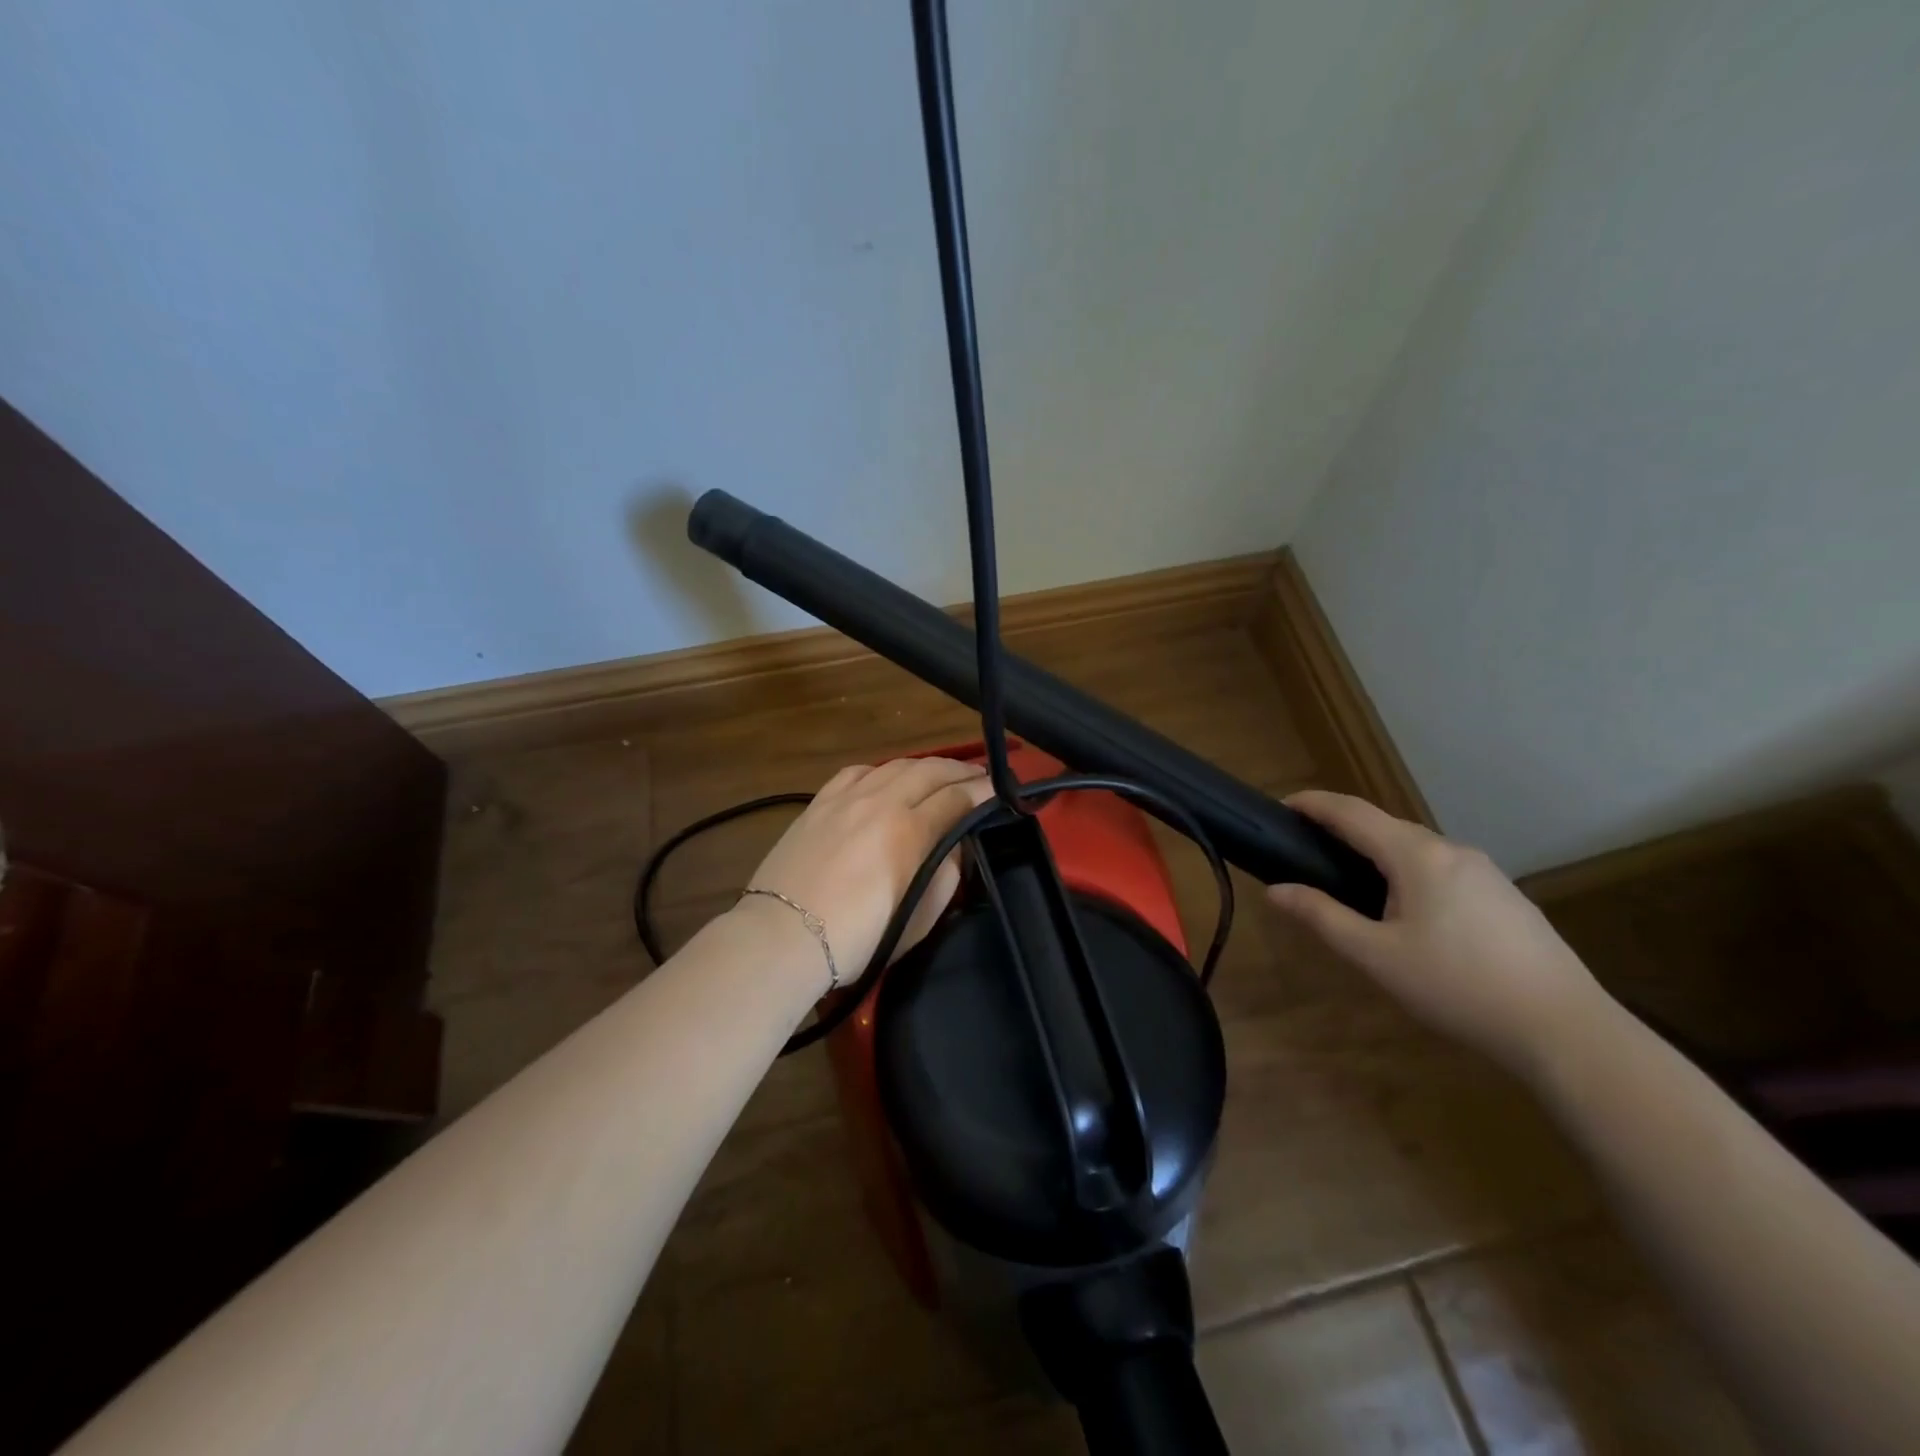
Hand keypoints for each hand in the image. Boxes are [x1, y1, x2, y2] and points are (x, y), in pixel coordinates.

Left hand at [741, 757, 995, 985]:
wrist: (783, 937)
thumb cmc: (857, 939)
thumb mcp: (918, 919)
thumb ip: (946, 878)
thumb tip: (955, 848)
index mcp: (908, 831)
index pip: (956, 798)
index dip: (982, 792)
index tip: (1000, 791)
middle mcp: (880, 802)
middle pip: (930, 771)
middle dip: (960, 771)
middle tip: (979, 777)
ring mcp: (846, 798)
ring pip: (895, 766)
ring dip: (925, 766)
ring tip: (940, 774)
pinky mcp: (819, 803)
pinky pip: (858, 772)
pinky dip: (882, 770)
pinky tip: (887, 778)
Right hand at [1266, 790, 1609, 1080]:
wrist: (1565, 1029)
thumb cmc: (1457, 987)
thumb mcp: (1376, 956)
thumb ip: (1322, 917)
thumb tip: (1276, 890)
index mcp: (1416, 855)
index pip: (1352, 812)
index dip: (1313, 804)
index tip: (1280, 806)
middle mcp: (1451, 850)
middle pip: (1384, 825)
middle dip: (1342, 829)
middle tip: (1306, 851)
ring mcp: (1485, 871)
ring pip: (1415, 848)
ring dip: (1375, 852)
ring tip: (1349, 884)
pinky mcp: (1504, 895)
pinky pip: (1440, 868)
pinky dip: (1407, 872)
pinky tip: (1406, 911)